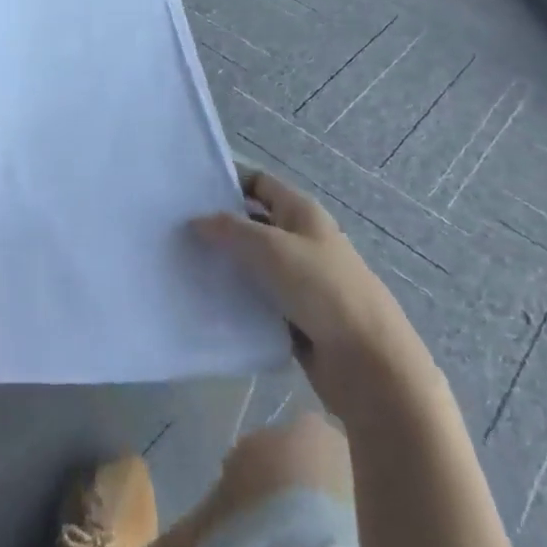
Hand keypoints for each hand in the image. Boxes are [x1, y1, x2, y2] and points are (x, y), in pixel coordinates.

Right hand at [194, 167, 437, 414]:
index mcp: (302, 212)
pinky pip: (259, 301)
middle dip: (220, 226)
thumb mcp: (272, 248)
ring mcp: (300, 280)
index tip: (188, 190)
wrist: (370, 365)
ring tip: (183, 266)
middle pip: (253, 223)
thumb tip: (196, 220)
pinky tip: (207, 303)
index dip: (227, 181)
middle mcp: (301, 239)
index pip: (259, 182)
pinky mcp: (296, 318)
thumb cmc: (323, 290)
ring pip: (253, 265)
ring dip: (226, 266)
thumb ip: (231, 230)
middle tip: (176, 231)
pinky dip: (238, 300)